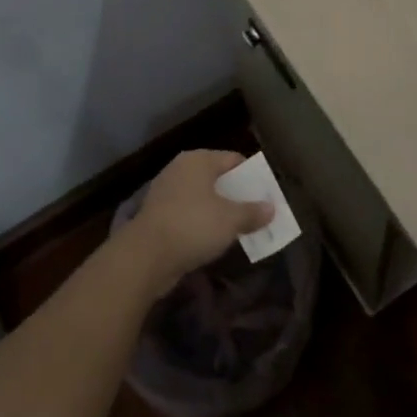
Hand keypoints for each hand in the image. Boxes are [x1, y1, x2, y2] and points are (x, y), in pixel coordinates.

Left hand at [132, 150, 274, 294]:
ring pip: (202, 197)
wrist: (145, 256)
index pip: (234, 159)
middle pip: (217, 178)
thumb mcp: (231, 220)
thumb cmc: (193, 226)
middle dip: (236, 194)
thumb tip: (271, 208)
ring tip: (238, 227)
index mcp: (199, 160)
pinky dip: (201, 222)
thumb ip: (253, 212)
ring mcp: (166, 191)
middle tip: (255, 211)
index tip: (266, 193)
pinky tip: (213, 238)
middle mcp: (181, 169)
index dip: (253, 176)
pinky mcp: (157, 215)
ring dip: (218, 210)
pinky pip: (188, 213)